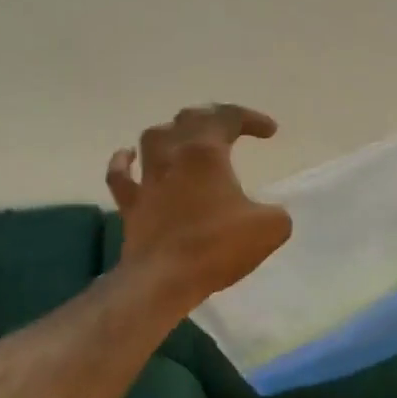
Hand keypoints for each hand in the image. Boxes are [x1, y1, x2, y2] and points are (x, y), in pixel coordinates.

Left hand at [107, 104, 291, 305]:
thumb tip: (270, 214)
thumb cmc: (216, 247)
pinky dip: (124, 161)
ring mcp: (147, 179)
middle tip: (231, 129)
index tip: (270, 132)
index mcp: (206, 152)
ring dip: (173, 133)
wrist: (164, 280)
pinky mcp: (130, 204)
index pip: (229, 118)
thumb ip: (275, 213)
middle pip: (190, 119)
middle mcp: (173, 155)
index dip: (251, 119)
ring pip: (154, 138)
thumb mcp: (269, 228)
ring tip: (186, 138)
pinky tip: (129, 156)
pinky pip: (120, 173)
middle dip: (214, 118)